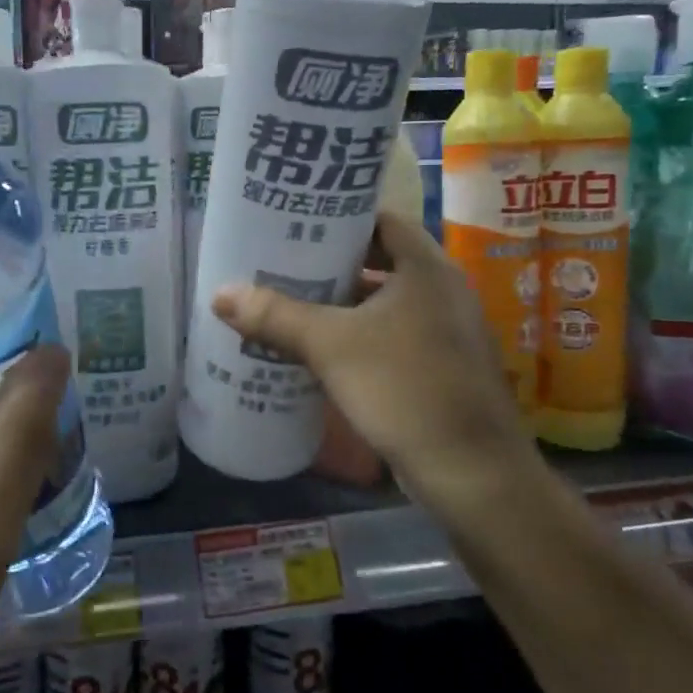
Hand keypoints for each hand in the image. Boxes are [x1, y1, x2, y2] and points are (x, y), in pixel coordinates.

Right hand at [210, 211, 545, 518]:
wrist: (473, 474)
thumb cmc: (404, 388)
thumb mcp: (330, 347)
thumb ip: (275, 316)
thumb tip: (220, 294)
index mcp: (427, 268)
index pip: (381, 220)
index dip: (339, 218)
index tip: (297, 224)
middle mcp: (444, 291)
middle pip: (381, 260)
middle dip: (332, 264)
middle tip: (283, 264)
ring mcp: (447, 332)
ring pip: (386, 302)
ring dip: (343, 303)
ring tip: (291, 303)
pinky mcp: (443, 368)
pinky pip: (394, 335)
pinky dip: (359, 335)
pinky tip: (322, 350)